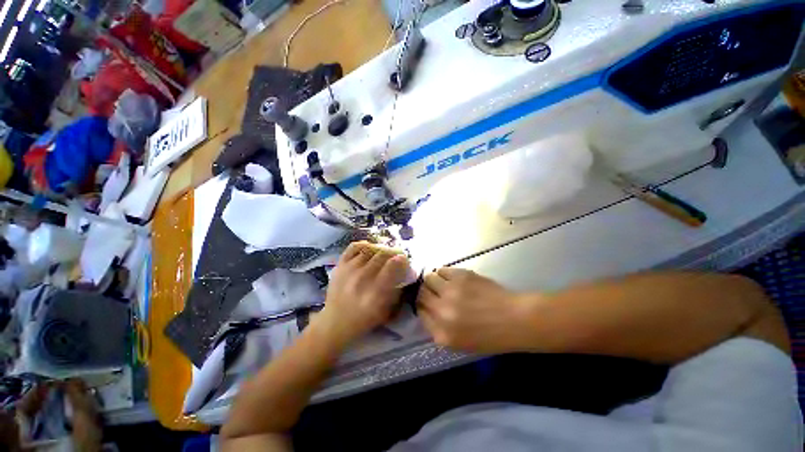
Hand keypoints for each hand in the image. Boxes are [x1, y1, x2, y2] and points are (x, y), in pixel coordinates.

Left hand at [316, 242, 410, 345]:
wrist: (335, 321)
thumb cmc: (364, 319)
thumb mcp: (387, 310)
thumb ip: (397, 290)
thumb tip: (405, 272)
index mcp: (376, 291)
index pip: (392, 265)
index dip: (402, 259)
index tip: (405, 260)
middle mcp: (362, 277)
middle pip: (382, 254)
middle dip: (393, 252)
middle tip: (396, 255)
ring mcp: (349, 269)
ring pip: (370, 249)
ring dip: (380, 249)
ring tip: (384, 253)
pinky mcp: (340, 265)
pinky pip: (354, 246)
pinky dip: (364, 245)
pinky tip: (370, 249)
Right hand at [417, 268, 532, 352]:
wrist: (514, 319)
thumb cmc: (491, 336)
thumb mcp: (460, 343)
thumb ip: (438, 329)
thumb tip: (426, 310)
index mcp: (442, 333)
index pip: (420, 313)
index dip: (422, 306)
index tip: (427, 303)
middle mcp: (442, 311)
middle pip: (421, 293)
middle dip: (425, 292)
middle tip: (434, 291)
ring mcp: (450, 291)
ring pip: (428, 278)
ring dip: (433, 280)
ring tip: (443, 283)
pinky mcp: (460, 276)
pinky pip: (441, 269)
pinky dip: (443, 273)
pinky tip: (452, 278)